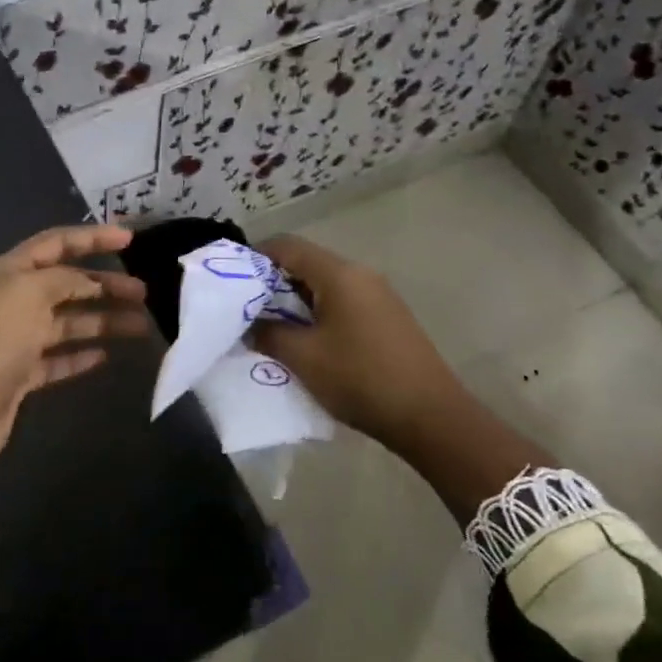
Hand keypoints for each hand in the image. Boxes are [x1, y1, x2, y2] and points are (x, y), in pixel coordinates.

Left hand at [0, 225, 151, 473]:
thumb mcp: (29, 293)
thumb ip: (63, 279)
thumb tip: (87, 282)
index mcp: (9, 273)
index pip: (55, 243)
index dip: (92, 238)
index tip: (130, 238)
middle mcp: (13, 301)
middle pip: (67, 284)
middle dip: (104, 284)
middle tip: (143, 292)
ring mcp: (16, 339)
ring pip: (68, 322)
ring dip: (103, 321)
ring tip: (141, 326)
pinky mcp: (21, 374)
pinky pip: (58, 358)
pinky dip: (81, 355)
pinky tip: (107, 356)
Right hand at [250, 234, 456, 459]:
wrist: (430, 415)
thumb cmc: (360, 378)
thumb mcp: (303, 357)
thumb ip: (268, 333)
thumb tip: (249, 324)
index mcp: (339, 274)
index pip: (287, 246)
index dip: (255, 257)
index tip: (231, 282)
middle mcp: (361, 275)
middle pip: (307, 264)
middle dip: (272, 284)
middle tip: (246, 312)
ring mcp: (378, 296)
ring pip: (324, 286)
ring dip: (294, 303)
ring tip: (271, 331)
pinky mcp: (387, 318)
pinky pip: (342, 304)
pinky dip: (317, 315)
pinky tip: (307, 344)